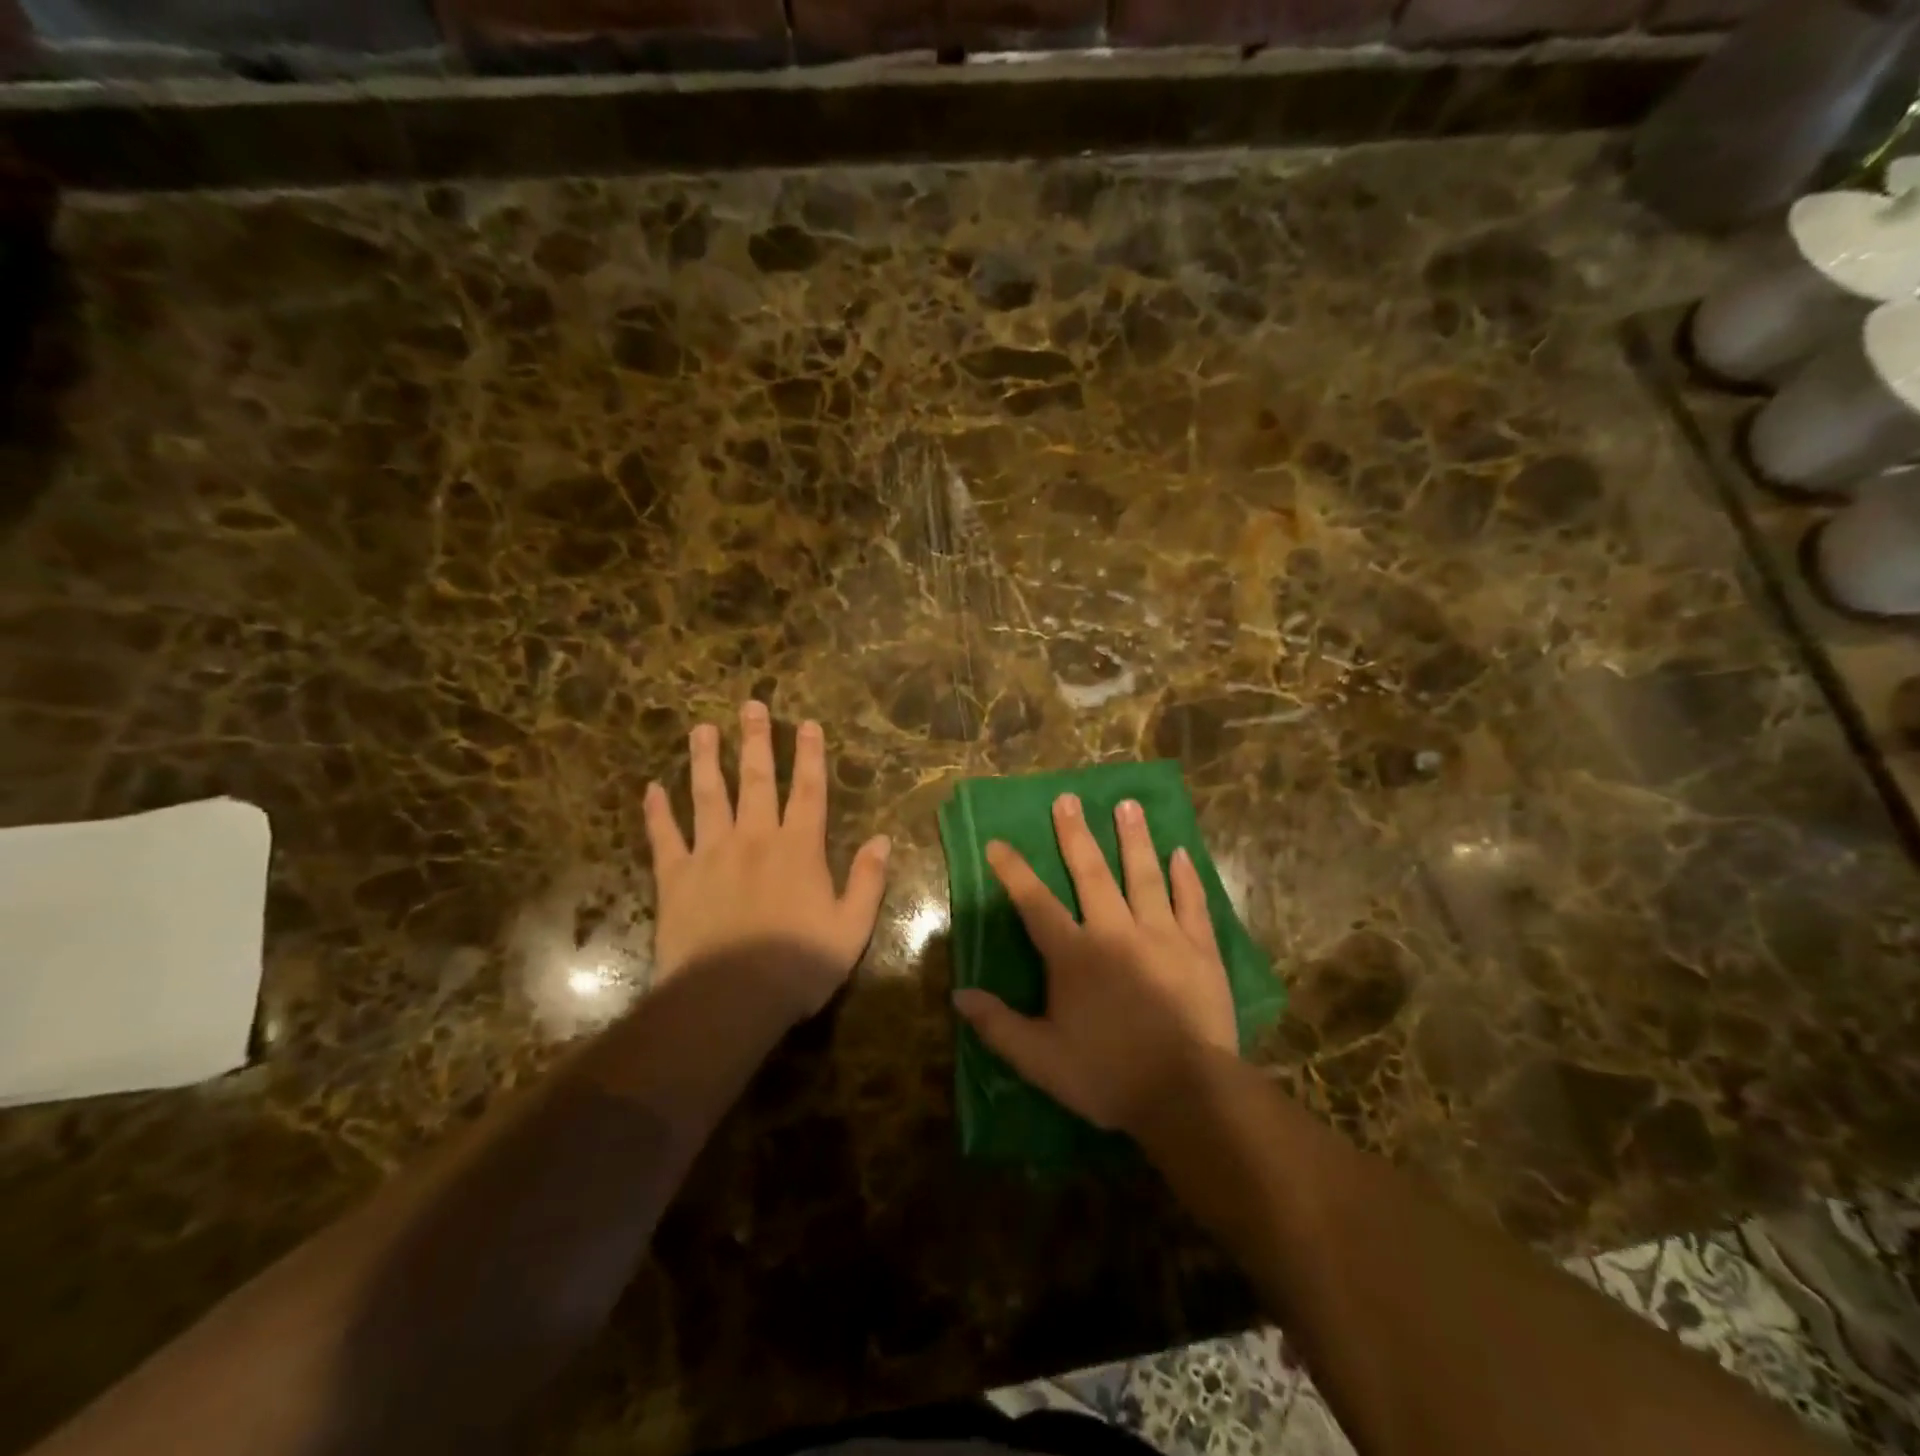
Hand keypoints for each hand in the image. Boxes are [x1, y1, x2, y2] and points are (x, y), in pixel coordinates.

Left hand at [644, 702, 890, 1021]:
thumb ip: (867, 880)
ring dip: (705, 760)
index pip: (808, 790)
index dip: (810, 756)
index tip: (806, 724)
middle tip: (749, 706)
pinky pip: (664, 837)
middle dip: (755, 740)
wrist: (729, 998)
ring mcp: (710, 853)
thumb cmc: (798, 965)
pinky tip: (651, 789)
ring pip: (707, 795)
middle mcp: (754, 838)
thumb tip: (883, 840)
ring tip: (702, 729)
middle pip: (756, 780)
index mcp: (798, 848)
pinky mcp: (675, 877)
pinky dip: (657, 812)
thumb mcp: (851, 928)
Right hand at [952, 794, 1237, 1133]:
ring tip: (1128, 804)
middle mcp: (1115, 931)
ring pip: (1144, 875)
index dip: (1013, 871)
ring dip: (1134, 839)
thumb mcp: (1041, 1059)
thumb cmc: (1108, 1075)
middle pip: (1091, 873)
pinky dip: (1186, 877)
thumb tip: (958, 995)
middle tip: (1069, 799)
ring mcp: (1162, 935)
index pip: (1035, 903)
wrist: (1187, 1094)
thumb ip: (998, 1025)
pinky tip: (1182, 853)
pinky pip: (1191, 903)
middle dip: (1076, 835)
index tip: (998, 842)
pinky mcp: (1199, 948)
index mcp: (1074, 954)